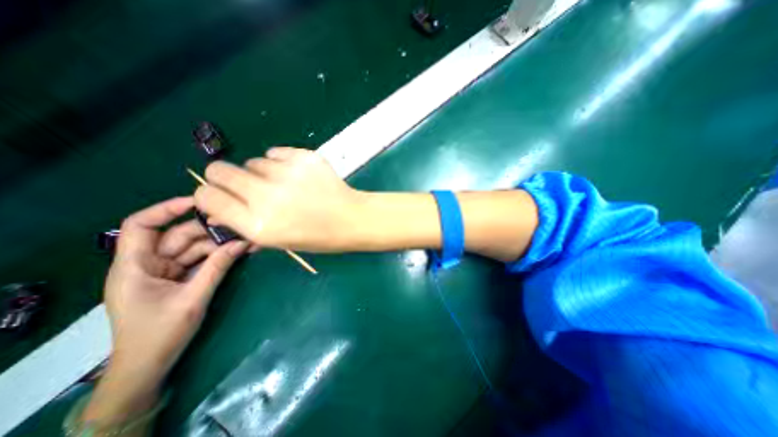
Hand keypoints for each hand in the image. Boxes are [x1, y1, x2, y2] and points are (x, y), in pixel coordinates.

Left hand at [81, 199, 246, 429]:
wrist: (150, 365)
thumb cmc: (160, 334)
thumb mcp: (193, 298)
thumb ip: (217, 267)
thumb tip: (242, 243)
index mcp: (134, 266)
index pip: (141, 225)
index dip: (167, 209)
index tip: (200, 202)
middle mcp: (148, 263)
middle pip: (179, 236)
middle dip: (210, 231)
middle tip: (240, 226)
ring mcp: (166, 270)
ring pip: (195, 247)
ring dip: (220, 244)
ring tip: (246, 240)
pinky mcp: (180, 277)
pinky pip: (201, 259)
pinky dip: (219, 255)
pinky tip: (239, 251)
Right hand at [193, 148, 365, 251]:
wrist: (350, 218)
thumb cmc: (316, 236)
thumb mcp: (277, 241)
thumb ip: (244, 223)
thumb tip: (218, 208)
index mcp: (257, 224)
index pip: (207, 197)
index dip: (209, 194)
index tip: (221, 195)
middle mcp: (266, 196)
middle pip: (219, 170)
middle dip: (227, 178)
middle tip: (248, 186)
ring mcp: (286, 173)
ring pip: (252, 161)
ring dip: (261, 173)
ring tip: (285, 185)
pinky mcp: (302, 157)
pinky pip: (275, 153)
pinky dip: (280, 162)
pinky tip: (296, 175)